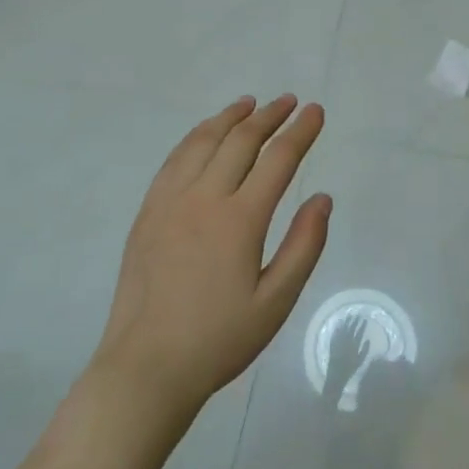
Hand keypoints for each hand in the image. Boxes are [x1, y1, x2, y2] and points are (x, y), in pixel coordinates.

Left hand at [87, 95, 331, 421]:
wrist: (146, 367)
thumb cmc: (219, 339)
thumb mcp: (276, 302)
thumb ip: (304, 246)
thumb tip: (322, 198)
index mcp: (239, 220)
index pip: (278, 159)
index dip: (301, 131)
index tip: (315, 111)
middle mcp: (203, 199)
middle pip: (240, 141)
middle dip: (269, 116)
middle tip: (289, 102)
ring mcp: (169, 202)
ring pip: (202, 142)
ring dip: (230, 118)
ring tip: (249, 104)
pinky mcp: (147, 213)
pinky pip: (174, 160)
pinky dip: (195, 137)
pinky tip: (204, 135)